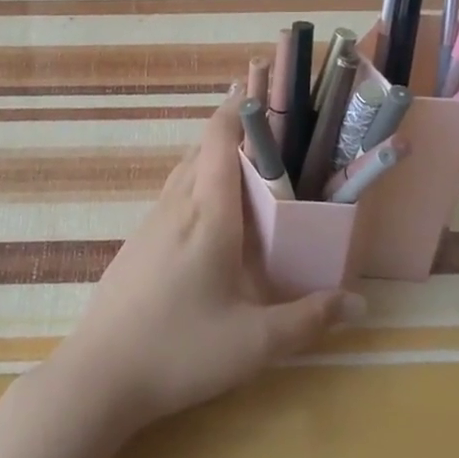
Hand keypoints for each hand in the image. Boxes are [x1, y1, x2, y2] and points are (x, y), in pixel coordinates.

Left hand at [55, 90, 362, 428]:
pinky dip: (197, 179)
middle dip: (232, 124)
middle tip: (270, 119)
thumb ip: (309, 319)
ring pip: (185, 169)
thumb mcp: (255, 343)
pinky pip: (174, 193)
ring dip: (213, 152)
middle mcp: (178, 205)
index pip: (220, 139)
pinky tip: (211, 209)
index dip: (239, 105)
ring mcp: (152, 222)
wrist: (99, 375)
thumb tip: (359, 303)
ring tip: (246, 155)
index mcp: (208, 214)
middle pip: (203, 147)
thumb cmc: (180, 350)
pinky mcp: (139, 242)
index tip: (260, 82)